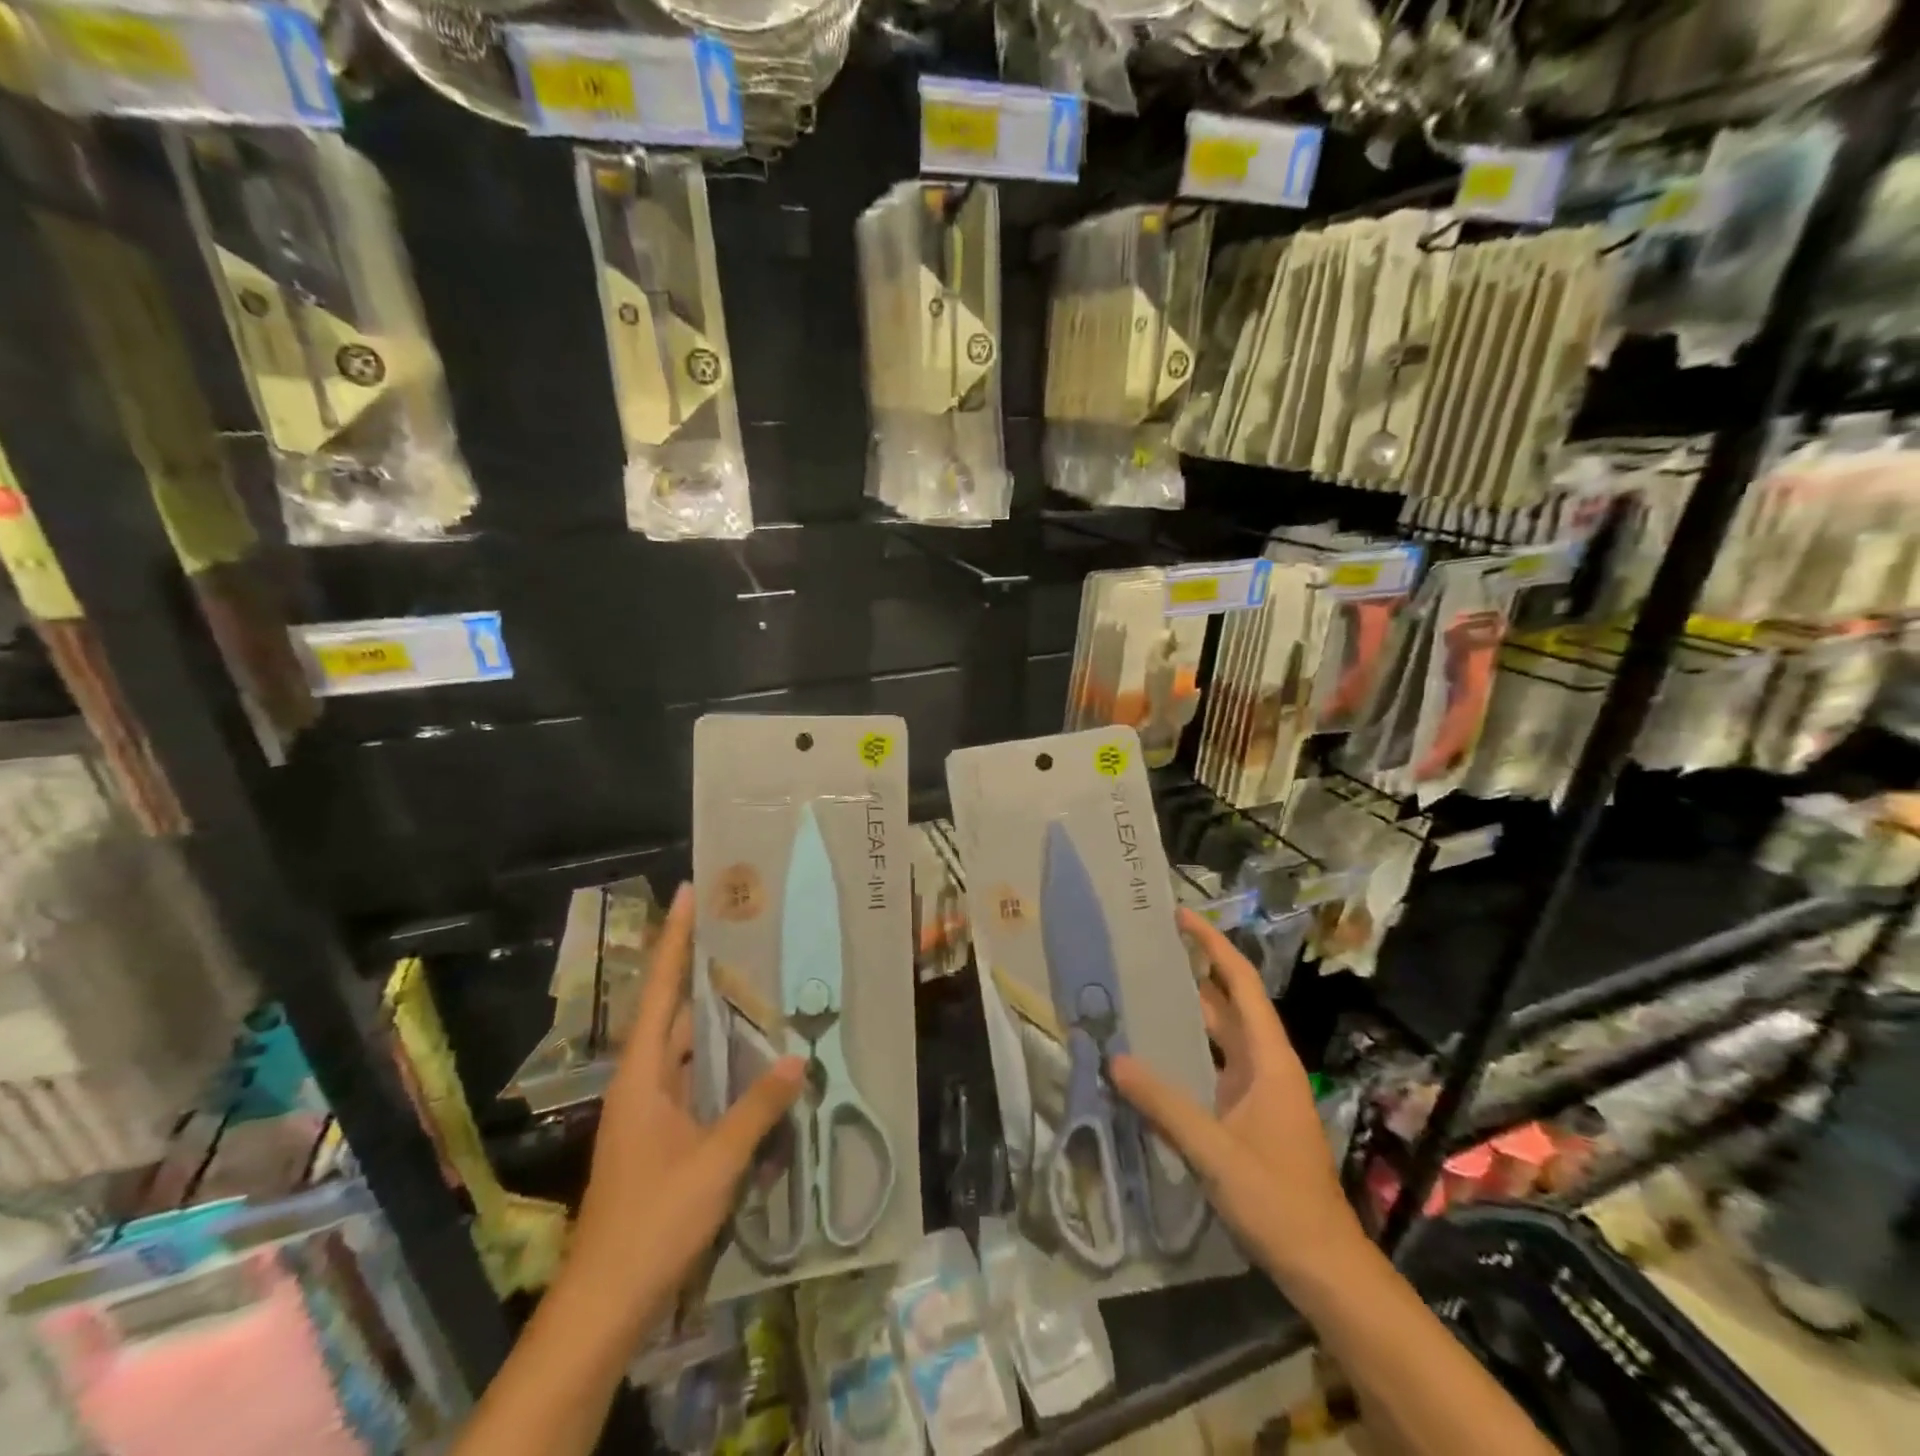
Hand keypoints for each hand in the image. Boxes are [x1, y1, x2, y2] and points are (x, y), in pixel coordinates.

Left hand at [564, 883, 805, 1322]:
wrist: (607, 1300)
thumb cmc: (653, 1220)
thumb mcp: (715, 1162)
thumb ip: (757, 1109)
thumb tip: (797, 1060)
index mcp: (642, 1073)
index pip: (660, 990)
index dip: (675, 939)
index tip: (690, 892)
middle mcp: (642, 1080)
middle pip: (674, 1010)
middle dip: (705, 970)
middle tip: (748, 933)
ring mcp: (650, 1109)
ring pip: (687, 1046)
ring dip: (719, 1018)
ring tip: (761, 982)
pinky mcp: (662, 1133)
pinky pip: (695, 1078)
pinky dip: (722, 1060)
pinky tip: (756, 1056)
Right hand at [1111, 908, 1358, 1278]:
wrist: (1323, 1267)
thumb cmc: (1278, 1200)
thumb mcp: (1215, 1151)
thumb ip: (1164, 1105)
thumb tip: (1115, 1060)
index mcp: (1269, 1060)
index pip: (1241, 985)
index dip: (1213, 946)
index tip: (1181, 917)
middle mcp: (1265, 1065)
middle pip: (1227, 1005)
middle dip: (1191, 974)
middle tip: (1144, 953)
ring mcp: (1258, 1092)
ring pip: (1218, 1038)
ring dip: (1186, 1014)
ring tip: (1138, 993)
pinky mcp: (1248, 1116)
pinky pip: (1212, 1068)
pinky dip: (1185, 1053)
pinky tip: (1151, 1056)